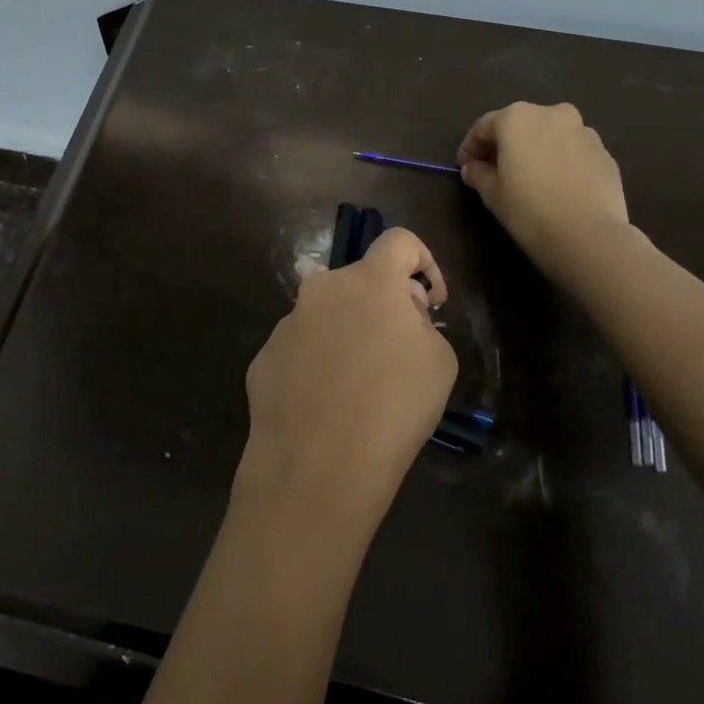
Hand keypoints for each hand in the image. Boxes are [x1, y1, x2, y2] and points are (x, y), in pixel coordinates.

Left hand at [240, 228, 455, 523]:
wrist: (318, 463)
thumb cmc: (394, 407)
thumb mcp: (438, 360)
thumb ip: (420, 322)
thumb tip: (399, 314)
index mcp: (369, 281)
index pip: (399, 240)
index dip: (423, 261)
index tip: (431, 302)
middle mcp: (322, 289)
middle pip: (358, 281)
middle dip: (381, 306)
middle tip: (397, 352)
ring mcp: (287, 322)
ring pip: (326, 316)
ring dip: (345, 335)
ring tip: (358, 388)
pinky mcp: (264, 356)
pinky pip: (300, 350)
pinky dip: (316, 365)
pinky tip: (325, 406)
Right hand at [458, 101, 632, 283]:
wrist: (589, 236)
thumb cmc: (529, 209)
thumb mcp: (491, 193)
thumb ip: (478, 174)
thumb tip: (473, 168)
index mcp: (517, 118)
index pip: (483, 126)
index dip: (470, 147)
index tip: (464, 167)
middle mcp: (551, 114)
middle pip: (519, 124)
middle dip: (504, 145)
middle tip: (494, 170)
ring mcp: (583, 131)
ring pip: (549, 135)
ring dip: (535, 150)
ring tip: (529, 178)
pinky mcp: (604, 152)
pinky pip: (572, 151)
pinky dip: (559, 161)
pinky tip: (555, 186)